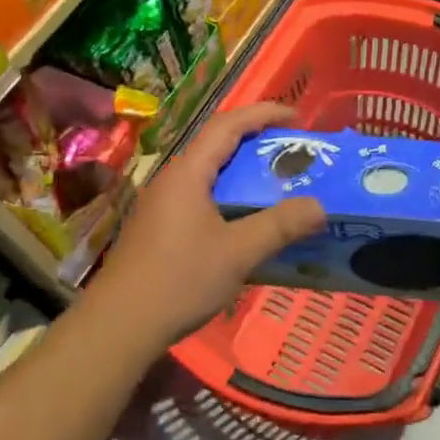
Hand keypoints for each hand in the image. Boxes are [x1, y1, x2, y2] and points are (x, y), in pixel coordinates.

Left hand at [88, 102, 323, 350]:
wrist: (119, 325)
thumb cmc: (179, 280)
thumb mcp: (238, 253)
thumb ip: (279, 225)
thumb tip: (319, 206)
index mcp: (188, 173)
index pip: (227, 125)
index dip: (262, 114)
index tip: (296, 117)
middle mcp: (172, 179)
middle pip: (216, 143)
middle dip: (255, 139)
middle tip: (292, 149)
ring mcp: (162, 203)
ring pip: (207, 171)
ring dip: (241, 168)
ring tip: (275, 179)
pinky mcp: (159, 226)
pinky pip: (200, 193)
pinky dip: (228, 192)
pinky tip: (244, 216)